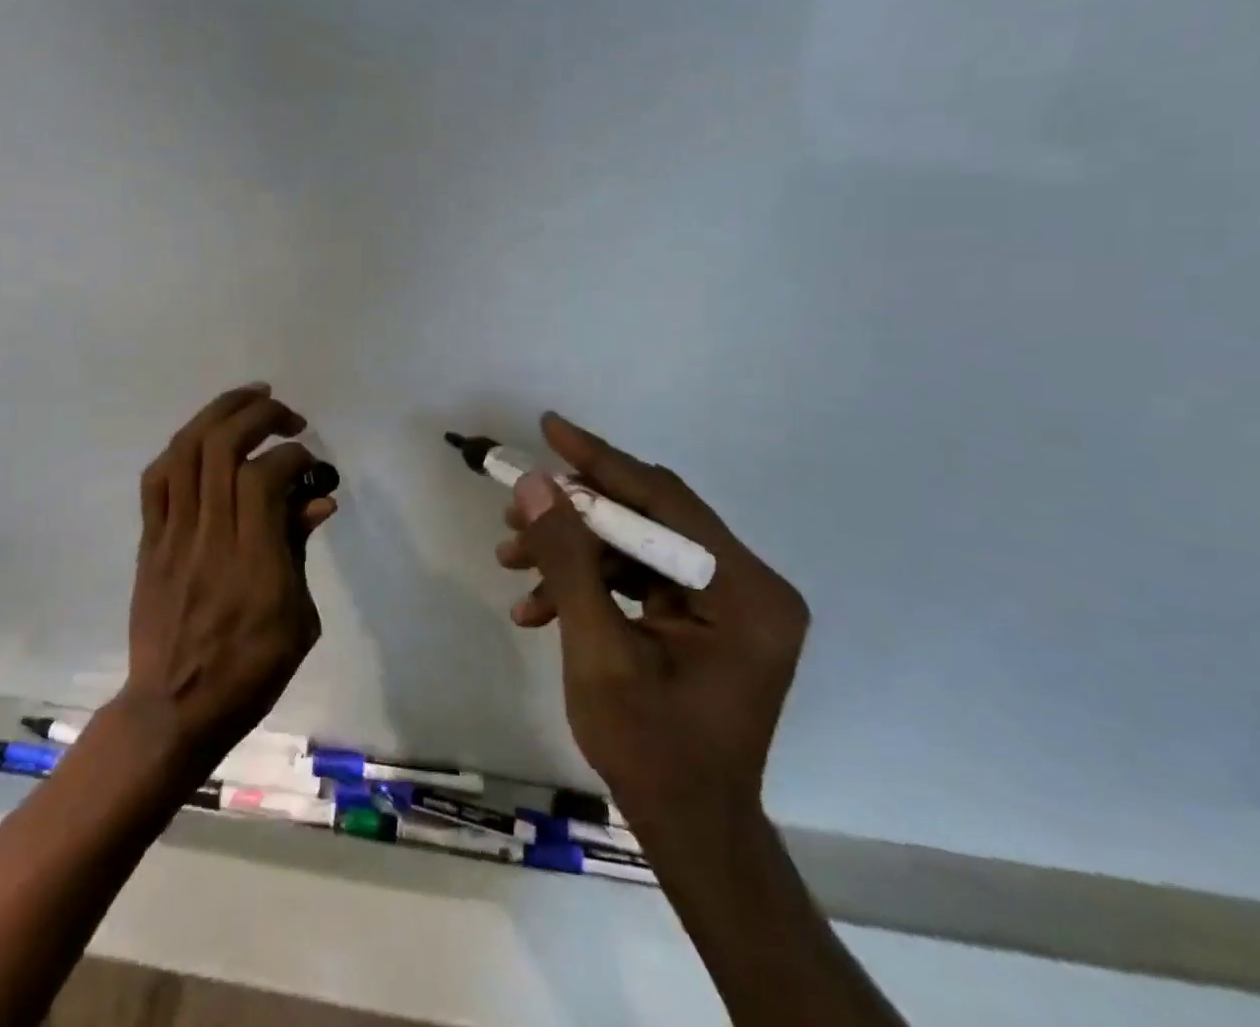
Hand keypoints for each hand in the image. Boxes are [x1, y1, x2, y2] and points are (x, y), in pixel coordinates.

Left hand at [122, 383, 336, 777]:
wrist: (174, 709)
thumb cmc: (249, 672)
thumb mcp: (298, 620)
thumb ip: (299, 550)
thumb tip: (317, 499)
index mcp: (252, 559)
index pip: (264, 476)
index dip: (291, 454)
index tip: (309, 461)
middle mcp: (209, 535)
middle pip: (222, 448)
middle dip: (257, 415)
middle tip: (285, 413)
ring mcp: (172, 535)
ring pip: (186, 451)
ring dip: (218, 414)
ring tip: (249, 400)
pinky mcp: (149, 541)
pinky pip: (157, 480)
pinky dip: (182, 448)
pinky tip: (204, 438)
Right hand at [495, 413, 808, 829]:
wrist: (689, 832)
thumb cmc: (652, 751)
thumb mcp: (598, 651)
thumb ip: (568, 561)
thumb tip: (536, 484)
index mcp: (746, 592)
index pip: (665, 500)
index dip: (600, 462)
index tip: (549, 428)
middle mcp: (748, 586)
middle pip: (649, 519)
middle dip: (574, 516)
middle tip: (513, 513)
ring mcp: (728, 604)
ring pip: (636, 547)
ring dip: (572, 553)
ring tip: (511, 563)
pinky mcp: (704, 619)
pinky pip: (639, 579)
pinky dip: (588, 584)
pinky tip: (536, 607)